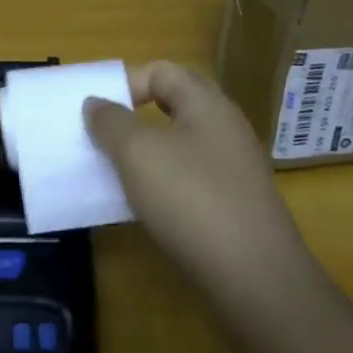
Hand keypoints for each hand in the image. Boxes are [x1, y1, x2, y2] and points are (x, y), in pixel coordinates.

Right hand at [85, 61, 315, 305]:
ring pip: (178, 145)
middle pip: (172, 106)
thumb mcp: (138, 152)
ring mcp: (233, 170)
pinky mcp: (234, 206)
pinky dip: (162, 185)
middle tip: (100, 138)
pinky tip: (144, 207)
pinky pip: (189, 179)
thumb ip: (110, 121)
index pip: (161, 71)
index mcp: (207, 104)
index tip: (96, 113)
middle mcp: (225, 129)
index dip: (125, 82)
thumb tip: (96, 103)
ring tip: (114, 174)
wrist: (255, 280)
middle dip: (132, 118)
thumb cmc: (191, 199)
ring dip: (144, 154)